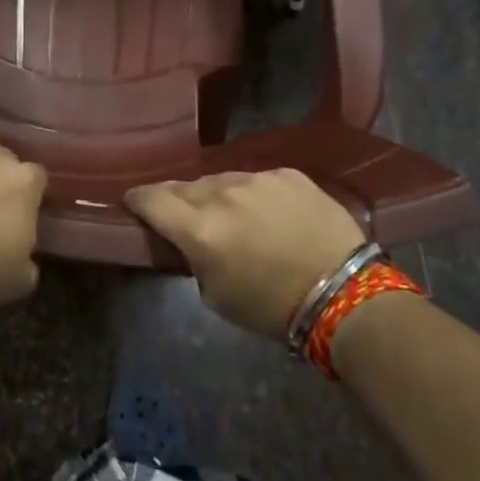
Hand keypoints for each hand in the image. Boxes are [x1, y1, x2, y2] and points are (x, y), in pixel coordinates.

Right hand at [126, 169, 366, 337]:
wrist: (345, 293)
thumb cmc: (273, 307)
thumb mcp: (216, 295)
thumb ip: (193, 258)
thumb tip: (190, 240)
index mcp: (199, 229)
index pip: (152, 199)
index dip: (138, 200)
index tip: (134, 203)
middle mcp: (222, 194)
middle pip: (185, 187)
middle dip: (179, 200)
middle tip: (186, 217)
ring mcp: (257, 178)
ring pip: (222, 180)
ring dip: (218, 196)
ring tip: (234, 217)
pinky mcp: (288, 173)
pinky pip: (258, 180)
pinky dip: (255, 195)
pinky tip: (270, 215)